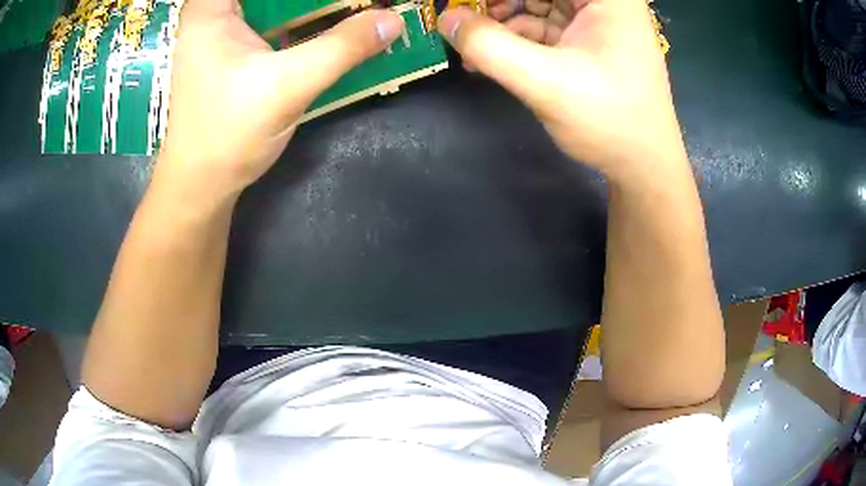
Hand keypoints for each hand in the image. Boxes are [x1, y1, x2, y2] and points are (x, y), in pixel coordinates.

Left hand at [154, 0, 404, 205]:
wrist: (202, 184)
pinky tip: (333, 27)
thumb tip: (393, 19)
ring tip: (353, 10)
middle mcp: (215, 10)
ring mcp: (224, 29)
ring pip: (276, 5)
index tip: (337, 4)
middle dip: (313, 2)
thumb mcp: (287, 86)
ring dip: (312, 8)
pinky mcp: (236, 48)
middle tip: (358, 4)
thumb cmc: (227, 133)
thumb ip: (342, 47)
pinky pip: (276, 20)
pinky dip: (305, 21)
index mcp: (211, 7)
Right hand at [438, 0, 685, 180]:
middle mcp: (605, 1)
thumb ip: (489, 46)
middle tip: (462, 21)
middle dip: (497, 5)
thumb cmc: (609, 121)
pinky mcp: (588, 39)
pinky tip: (489, 56)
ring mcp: (597, 19)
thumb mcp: (545, 82)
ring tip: (470, 45)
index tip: (463, 7)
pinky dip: (515, 37)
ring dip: (501, 21)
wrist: (642, 166)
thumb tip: (446, 19)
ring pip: (536, 3)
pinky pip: (542, 25)